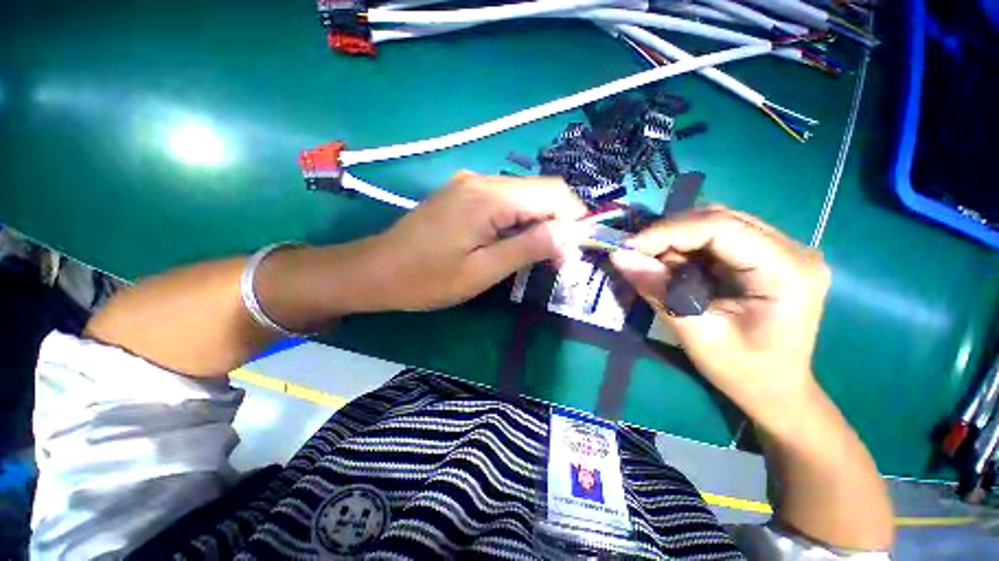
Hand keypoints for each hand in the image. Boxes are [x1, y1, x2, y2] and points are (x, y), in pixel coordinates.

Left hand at [362, 171, 586, 311]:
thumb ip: (528, 247)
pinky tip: (512, 242)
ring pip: (525, 196)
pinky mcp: (464, 193)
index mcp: (489, 197)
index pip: (553, 193)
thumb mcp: (482, 271)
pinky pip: (505, 200)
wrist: (377, 270)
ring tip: (536, 255)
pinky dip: (519, 220)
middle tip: (556, 260)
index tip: (572, 254)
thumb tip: (569, 234)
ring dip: (539, 223)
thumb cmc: (427, 279)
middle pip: (541, 191)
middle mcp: (483, 179)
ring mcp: (471, 183)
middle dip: (558, 223)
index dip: (573, 220)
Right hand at [611, 206, 830, 418]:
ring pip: (717, 223)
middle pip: (720, 219)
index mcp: (788, 272)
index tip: (629, 247)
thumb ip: (659, 292)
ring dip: (676, 238)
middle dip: (669, 233)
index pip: (722, 227)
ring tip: (650, 260)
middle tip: (635, 253)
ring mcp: (782, 250)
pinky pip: (718, 237)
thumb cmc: (743, 372)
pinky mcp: (767, 255)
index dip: (669, 232)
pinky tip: (672, 264)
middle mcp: (793, 250)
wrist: (777, 390)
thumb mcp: (695, 334)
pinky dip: (686, 246)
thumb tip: (620, 258)